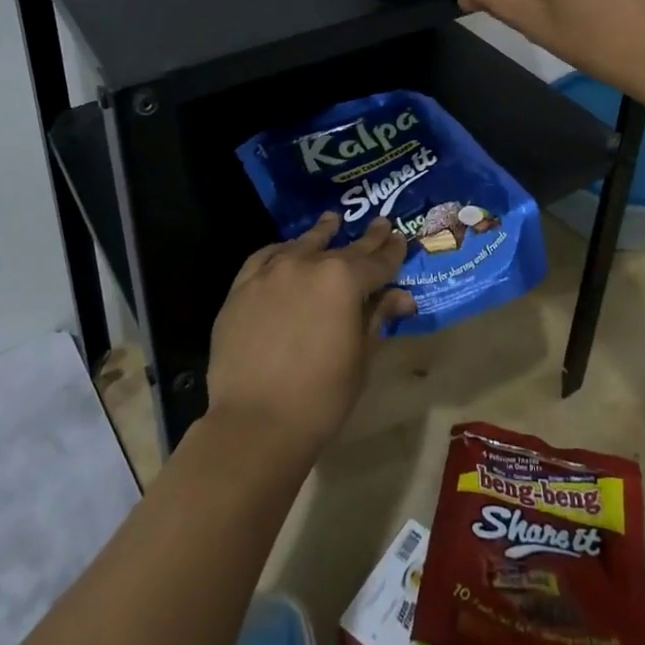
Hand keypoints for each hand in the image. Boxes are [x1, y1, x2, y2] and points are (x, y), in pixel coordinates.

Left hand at [205, 215, 412, 458]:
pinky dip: (280, 251)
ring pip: (302, 244)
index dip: (392, 251)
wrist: (255, 422)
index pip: (377, 261)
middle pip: (343, 248)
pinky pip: (265, 258)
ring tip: (332, 221)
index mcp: (344, 280)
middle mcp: (308, 264)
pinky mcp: (242, 287)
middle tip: (381, 224)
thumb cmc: (321, 397)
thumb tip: (401, 297)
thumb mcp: (360, 358)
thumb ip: (377, 318)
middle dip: (366, 239)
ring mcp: (271, 272)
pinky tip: (286, 251)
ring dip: (321, 234)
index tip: (400, 239)